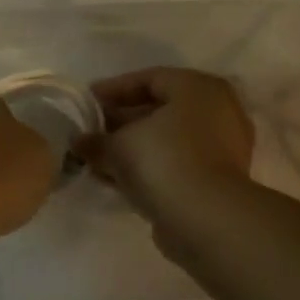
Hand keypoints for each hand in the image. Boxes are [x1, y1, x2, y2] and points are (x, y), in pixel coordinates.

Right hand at [78, 68, 254, 217]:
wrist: (207, 220)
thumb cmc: (163, 160)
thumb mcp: (119, 145)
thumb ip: (96, 140)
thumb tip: (78, 142)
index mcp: (197, 87)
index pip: (149, 79)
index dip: (113, 89)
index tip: (86, 102)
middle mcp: (216, 111)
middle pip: (159, 109)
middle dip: (121, 121)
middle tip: (90, 130)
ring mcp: (221, 148)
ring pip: (166, 140)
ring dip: (132, 147)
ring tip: (96, 158)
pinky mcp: (216, 181)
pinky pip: (174, 163)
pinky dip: (147, 167)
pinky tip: (116, 179)